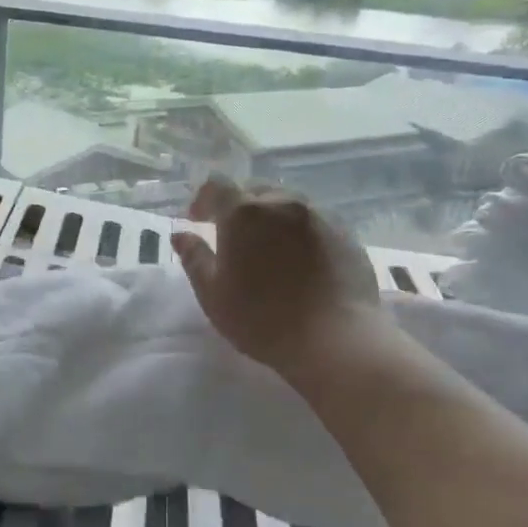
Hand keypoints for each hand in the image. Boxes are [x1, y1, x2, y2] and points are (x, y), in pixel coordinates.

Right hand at [171, 176, 388, 379]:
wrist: (336, 340)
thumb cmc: (262, 318)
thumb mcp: (213, 294)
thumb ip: (194, 258)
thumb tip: (181, 234)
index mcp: (244, 212)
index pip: (217, 186)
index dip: (203, 200)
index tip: (198, 220)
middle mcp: (282, 203)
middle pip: (254, 191)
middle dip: (240, 207)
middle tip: (234, 237)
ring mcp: (319, 215)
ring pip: (287, 204)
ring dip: (272, 218)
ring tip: (269, 248)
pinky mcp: (346, 233)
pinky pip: (314, 221)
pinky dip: (300, 232)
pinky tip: (301, 261)